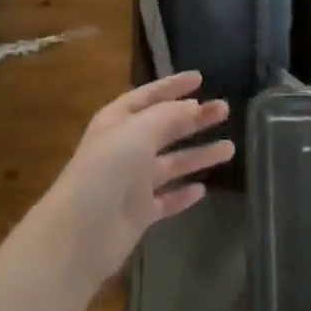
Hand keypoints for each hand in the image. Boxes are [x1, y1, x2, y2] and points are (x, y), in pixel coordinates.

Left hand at [43, 71, 233, 287]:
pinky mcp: (139, 214)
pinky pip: (167, 200)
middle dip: (194, 118)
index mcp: (117, 122)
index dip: (172, 86)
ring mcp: (132, 183)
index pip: (148, 96)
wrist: (80, 232)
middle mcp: (124, 148)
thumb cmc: (107, 170)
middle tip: (224, 110)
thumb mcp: (138, 132)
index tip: (200, 78)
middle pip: (165, 128)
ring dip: (198, 155)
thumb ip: (169, 116)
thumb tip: (193, 106)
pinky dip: (183, 194)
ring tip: (230, 149)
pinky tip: (203, 189)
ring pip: (172, 164)